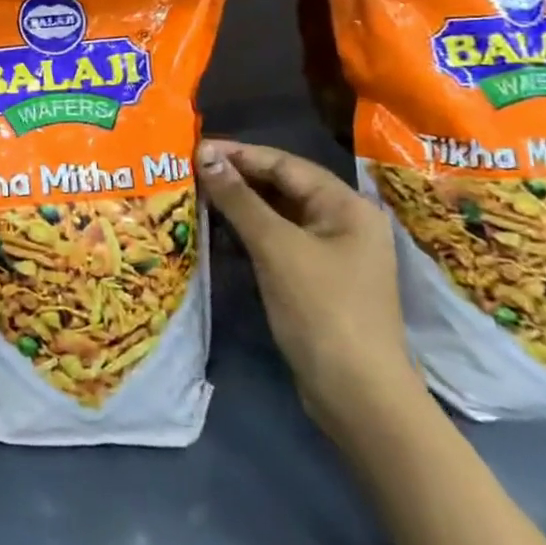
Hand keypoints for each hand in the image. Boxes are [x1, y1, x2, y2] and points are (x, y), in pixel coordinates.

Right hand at [195, 140, 424, 439]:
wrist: (358, 397)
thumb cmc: (321, 310)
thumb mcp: (276, 247)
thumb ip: (239, 198)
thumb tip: (204, 155)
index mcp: (346, 205)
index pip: (284, 164)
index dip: (238, 154)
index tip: (193, 148)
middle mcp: (343, 221)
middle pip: (282, 186)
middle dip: (236, 177)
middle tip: (187, 170)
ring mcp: (331, 252)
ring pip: (277, 213)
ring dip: (238, 204)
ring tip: (194, 194)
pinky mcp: (316, 279)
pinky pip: (277, 240)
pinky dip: (248, 231)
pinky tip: (216, 229)